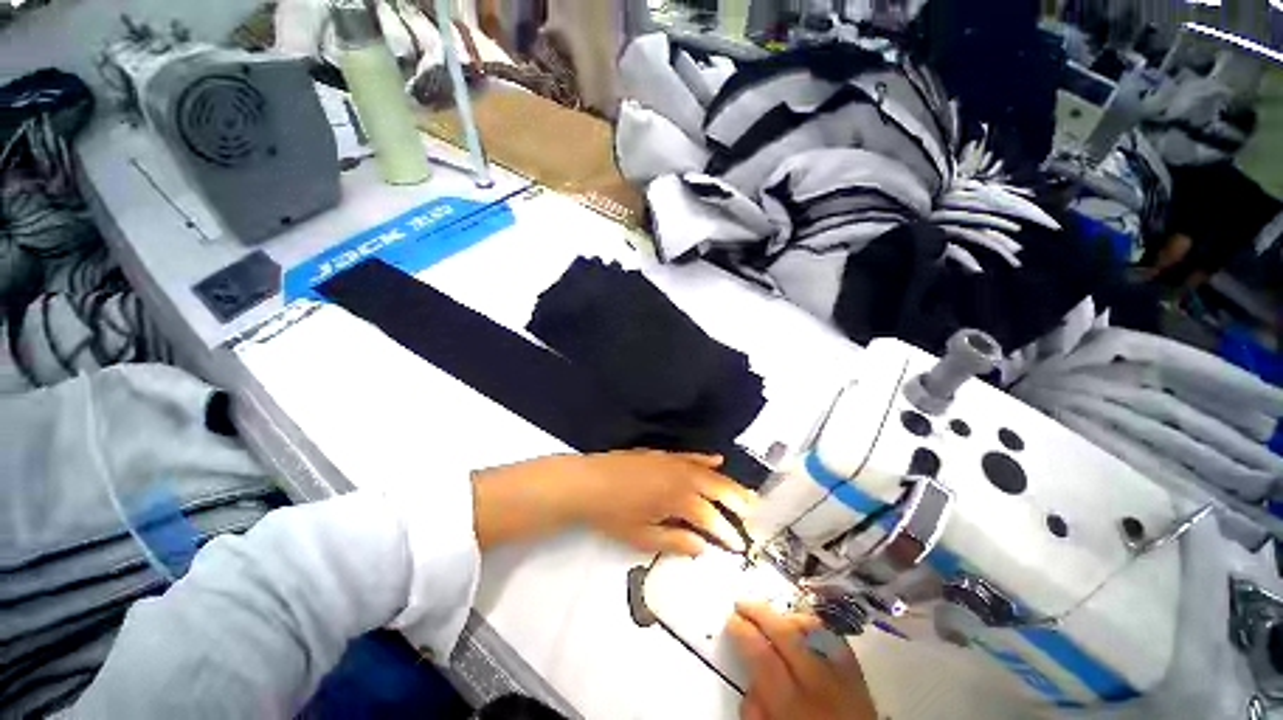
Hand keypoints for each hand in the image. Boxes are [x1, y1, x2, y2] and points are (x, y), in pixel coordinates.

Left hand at [565, 450, 757, 556]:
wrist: (589, 482)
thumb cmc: (614, 514)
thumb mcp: (643, 537)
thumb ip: (675, 542)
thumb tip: (702, 548)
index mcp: (679, 500)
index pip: (712, 519)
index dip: (728, 533)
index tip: (741, 546)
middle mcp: (682, 477)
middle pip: (718, 489)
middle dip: (738, 503)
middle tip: (755, 515)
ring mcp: (673, 462)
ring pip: (709, 472)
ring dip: (729, 483)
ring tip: (746, 494)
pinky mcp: (663, 454)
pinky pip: (690, 456)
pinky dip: (705, 458)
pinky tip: (718, 460)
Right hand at [727, 602, 876, 719]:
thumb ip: (756, 711)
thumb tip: (750, 682)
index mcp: (792, 706)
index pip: (761, 654)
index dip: (742, 631)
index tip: (731, 619)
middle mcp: (818, 683)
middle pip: (785, 633)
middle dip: (759, 612)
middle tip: (741, 604)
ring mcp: (843, 676)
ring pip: (812, 629)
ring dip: (786, 616)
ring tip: (769, 615)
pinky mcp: (859, 674)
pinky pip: (834, 638)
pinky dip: (814, 626)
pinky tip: (801, 625)